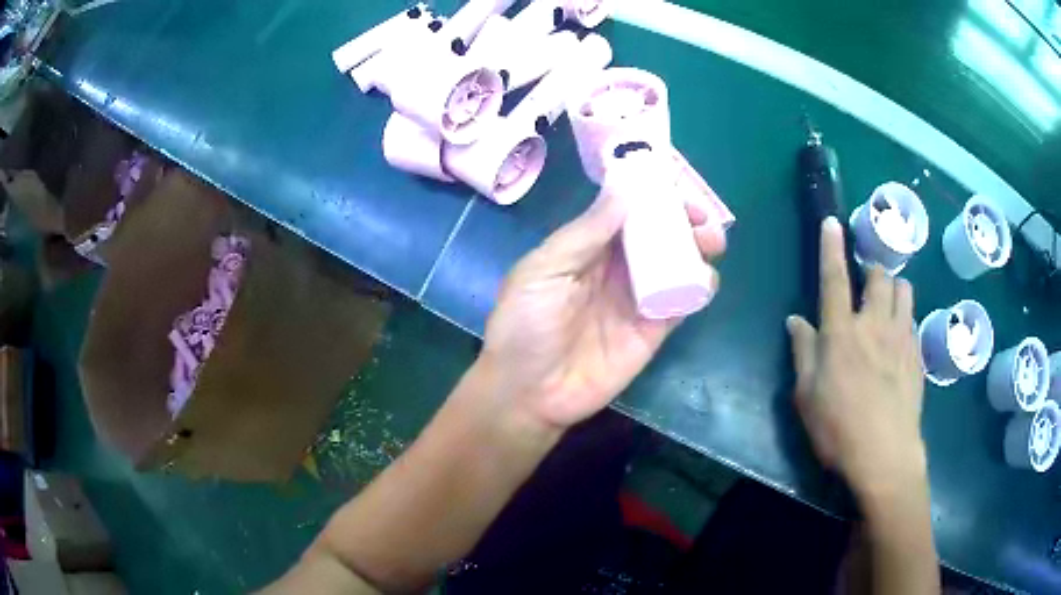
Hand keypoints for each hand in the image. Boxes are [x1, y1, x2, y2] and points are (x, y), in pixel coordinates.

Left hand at [481, 188, 725, 429]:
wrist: (529, 393)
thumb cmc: (525, 326)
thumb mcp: (544, 270)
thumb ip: (585, 233)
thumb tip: (624, 189)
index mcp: (586, 247)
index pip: (626, 212)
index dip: (651, 197)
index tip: (675, 185)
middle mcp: (616, 268)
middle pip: (657, 235)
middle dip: (683, 220)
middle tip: (702, 217)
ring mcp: (638, 298)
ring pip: (676, 264)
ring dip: (697, 248)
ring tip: (711, 241)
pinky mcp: (654, 329)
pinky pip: (683, 302)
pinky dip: (699, 287)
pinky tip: (704, 279)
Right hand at [787, 217, 925, 500]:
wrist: (885, 455)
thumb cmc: (838, 428)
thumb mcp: (807, 396)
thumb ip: (803, 352)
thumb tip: (795, 320)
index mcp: (841, 333)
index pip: (834, 279)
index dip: (831, 248)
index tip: (832, 222)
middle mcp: (874, 325)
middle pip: (880, 277)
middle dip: (873, 270)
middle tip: (867, 281)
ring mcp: (901, 338)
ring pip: (904, 292)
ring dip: (894, 288)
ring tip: (887, 303)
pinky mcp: (917, 355)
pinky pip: (914, 321)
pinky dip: (905, 319)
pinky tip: (899, 339)